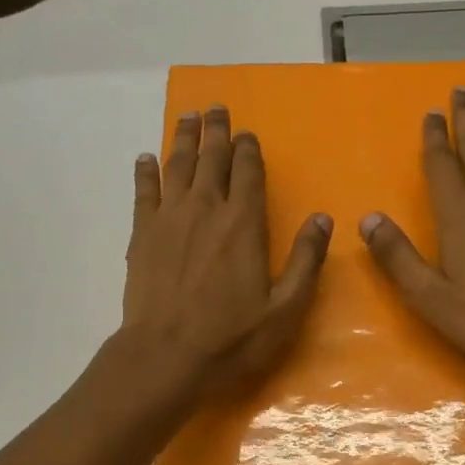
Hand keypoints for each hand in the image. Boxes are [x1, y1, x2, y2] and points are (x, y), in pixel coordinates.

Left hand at [124, 105, 331, 392]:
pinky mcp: (141, 235)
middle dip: (216, 132)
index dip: (249, 150)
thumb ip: (305, 262)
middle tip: (216, 108)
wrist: (166, 356)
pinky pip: (144, 192)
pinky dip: (145, 172)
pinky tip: (146, 158)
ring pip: (177, 166)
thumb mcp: (284, 309)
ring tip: (188, 117)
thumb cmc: (232, 338)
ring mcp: (169, 219)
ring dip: (183, 139)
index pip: (248, 172)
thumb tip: (322, 219)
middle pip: (211, 159)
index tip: (248, 133)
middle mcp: (206, 210)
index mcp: (244, 224)